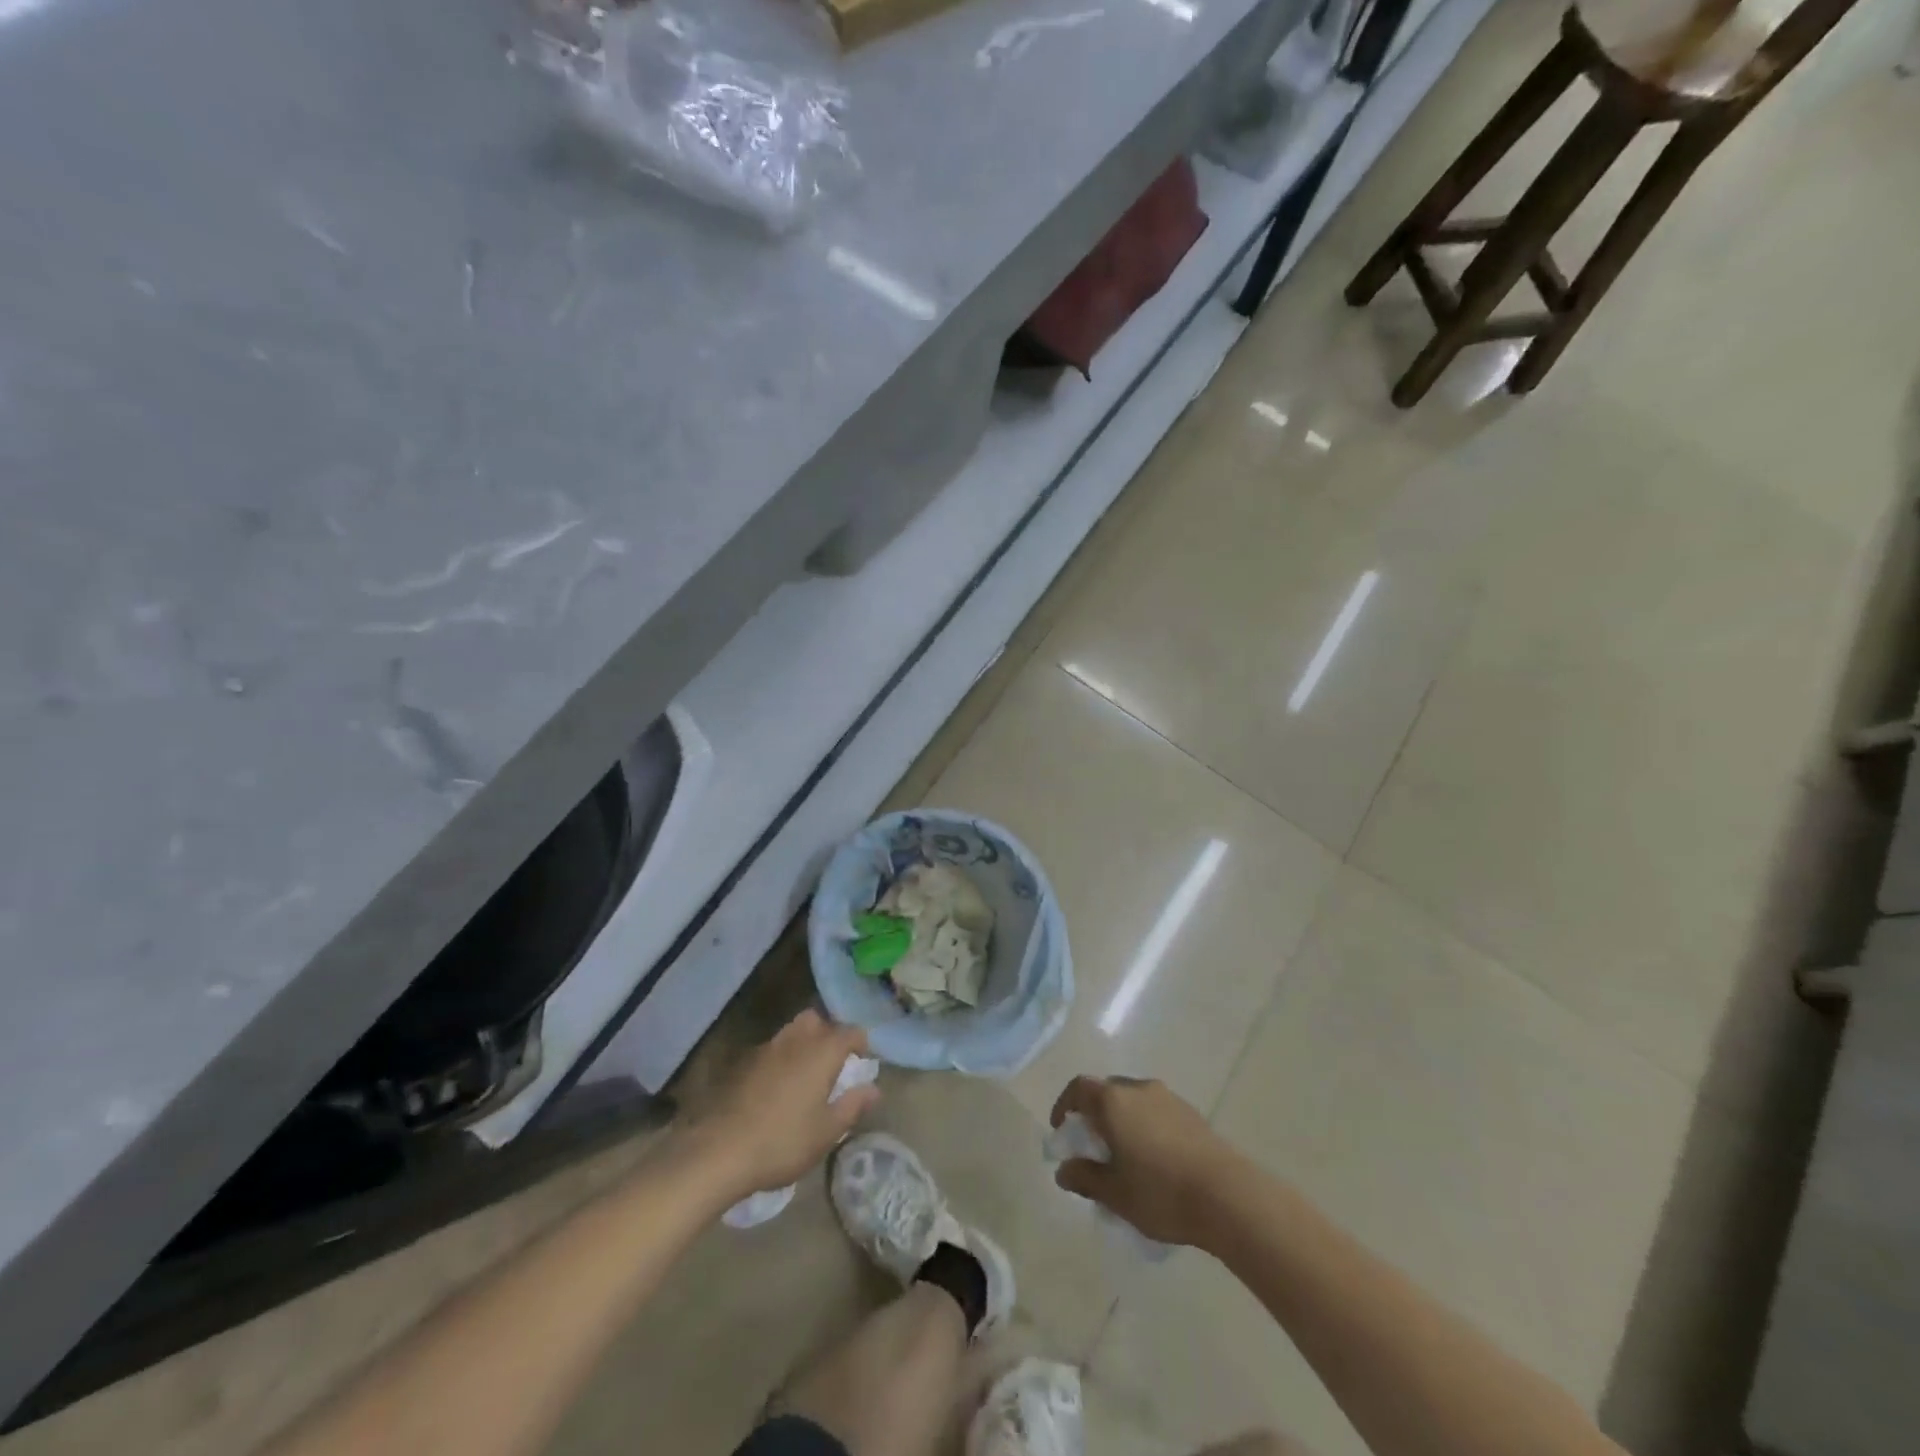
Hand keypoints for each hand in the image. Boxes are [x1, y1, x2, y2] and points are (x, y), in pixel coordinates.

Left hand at [690, 1011, 880, 1200]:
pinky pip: (771, 1049)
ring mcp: (766, 1048)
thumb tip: (874, 1088)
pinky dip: (781, 1058)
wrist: (720, 1151)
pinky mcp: (743, 1063)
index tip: (864, 1060)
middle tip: (834, 1062)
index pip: (850, 1032)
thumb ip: (852, 1106)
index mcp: (821, 1052)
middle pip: (816, 1020)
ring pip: (792, 1031)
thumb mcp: (827, 1132)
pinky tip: (777, 1087)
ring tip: (806, 1073)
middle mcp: (796, 1040)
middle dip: (828, 1033)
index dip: (861, 1042)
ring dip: (803, 1042)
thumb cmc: (783, 1141)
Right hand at [1050, 1076, 1241, 1247]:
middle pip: (1107, 1091)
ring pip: (1134, 1101)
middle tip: (1093, 1146)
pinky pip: (1157, 1112)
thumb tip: (1064, 1170)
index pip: (1079, 1088)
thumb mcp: (1114, 1193)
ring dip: (1123, 1121)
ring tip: (1125, 1157)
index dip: (1065, 1105)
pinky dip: (1147, 1127)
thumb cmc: (1160, 1192)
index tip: (1063, 1129)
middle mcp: (1139, 1089)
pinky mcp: (1192, 1114)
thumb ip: (1085, 1178)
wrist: (1227, 1195)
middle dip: (1095, 1114)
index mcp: (1114, 1101)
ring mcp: (1168, 1098)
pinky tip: (1156, 1161)